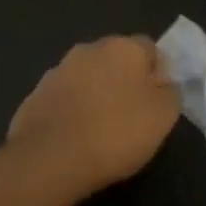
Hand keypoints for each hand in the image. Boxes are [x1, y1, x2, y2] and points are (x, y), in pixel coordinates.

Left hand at [7, 36, 180, 196]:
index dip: (157, 74)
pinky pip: (64, 98)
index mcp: (123, 47)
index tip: (158, 102)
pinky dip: (72, 111)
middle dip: (124, 81)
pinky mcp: (35, 95)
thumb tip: (163, 83)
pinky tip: (75, 138)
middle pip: (116, 60)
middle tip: (132, 116)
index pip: (150, 49)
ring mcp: (58, 70)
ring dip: (96, 95)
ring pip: (87, 78)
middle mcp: (89, 49)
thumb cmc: (115, 132)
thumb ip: (170, 92)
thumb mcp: (163, 116)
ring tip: (101, 130)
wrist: (49, 158)